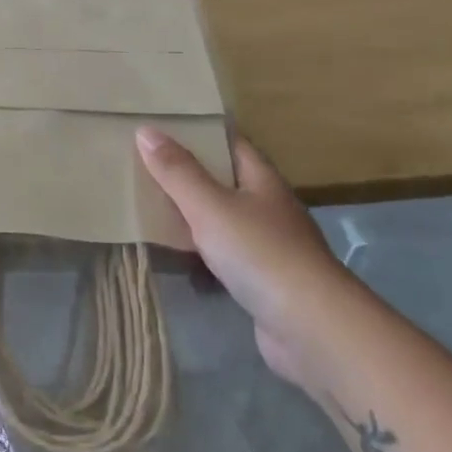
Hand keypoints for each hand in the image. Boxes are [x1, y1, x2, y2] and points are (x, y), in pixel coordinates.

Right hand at [136, 127, 347, 387]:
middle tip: (141, 161)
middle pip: (223, 179)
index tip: (161, 122)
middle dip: (187, 172)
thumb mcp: (210, 206)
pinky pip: (221, 255)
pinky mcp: (261, 281)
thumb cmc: (261, 253)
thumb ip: (177, 171)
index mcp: (261, 178)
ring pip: (221, 218)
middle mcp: (267, 206)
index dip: (197, 130)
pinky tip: (171, 253)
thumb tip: (145, 130)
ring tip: (146, 202)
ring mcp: (267, 245)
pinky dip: (198, 251)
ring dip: (190, 214)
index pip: (228, 141)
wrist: (311, 329)